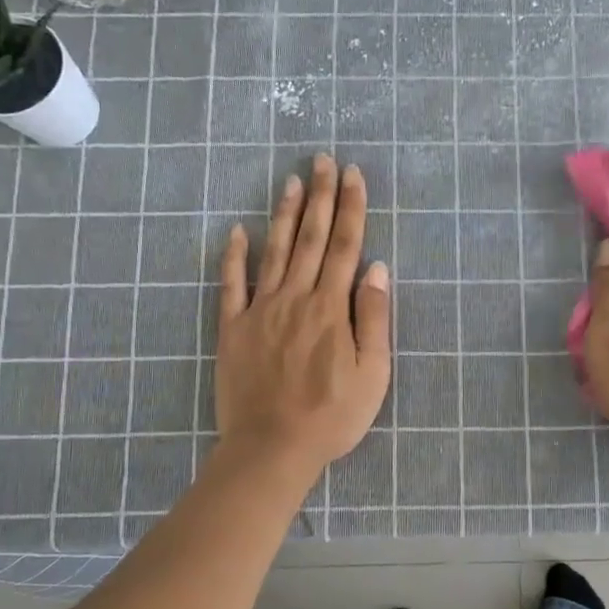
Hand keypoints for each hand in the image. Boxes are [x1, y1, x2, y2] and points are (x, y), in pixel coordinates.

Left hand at [215, 155, 391, 480]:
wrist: (272, 448)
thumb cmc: (332, 416)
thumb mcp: (372, 374)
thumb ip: (373, 318)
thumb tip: (377, 268)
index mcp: (331, 308)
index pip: (346, 246)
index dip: (351, 208)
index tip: (353, 174)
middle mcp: (295, 298)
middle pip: (312, 239)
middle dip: (321, 197)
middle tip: (323, 160)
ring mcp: (260, 311)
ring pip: (274, 251)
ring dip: (285, 215)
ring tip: (291, 181)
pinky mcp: (233, 329)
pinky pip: (231, 284)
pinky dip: (234, 256)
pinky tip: (237, 230)